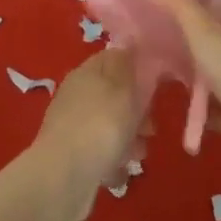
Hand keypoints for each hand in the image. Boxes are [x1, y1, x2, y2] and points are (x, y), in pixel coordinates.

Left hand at [32, 48, 142, 220]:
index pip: (113, 58)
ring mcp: (73, 125)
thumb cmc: (100, 126)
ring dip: (129, 139)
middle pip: (115, 95)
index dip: (137, 67)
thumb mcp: (121, 89)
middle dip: (137, 112)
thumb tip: (128, 42)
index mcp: (86, 73)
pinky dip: (112, 160)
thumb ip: (127, 65)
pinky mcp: (72, 154)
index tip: (157, 84)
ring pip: (110, 125)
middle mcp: (77, 95)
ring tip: (138, 155)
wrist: (64, 177)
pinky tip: (118, 172)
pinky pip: (101, 151)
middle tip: (150, 128)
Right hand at [151, 0, 220, 180]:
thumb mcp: (203, 29)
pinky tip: (169, 105)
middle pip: (211, 48)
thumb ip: (177, 4)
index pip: (217, 16)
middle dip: (186, 47)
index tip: (165, 10)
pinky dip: (193, 110)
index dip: (194, 12)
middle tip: (150, 44)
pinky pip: (208, 111)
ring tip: (154, 74)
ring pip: (209, 80)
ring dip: (189, 80)